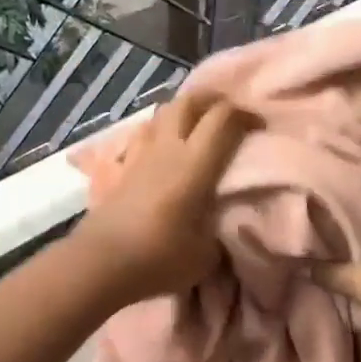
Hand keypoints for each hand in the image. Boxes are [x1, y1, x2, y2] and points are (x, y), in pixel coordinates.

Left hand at [78, 92, 252, 304]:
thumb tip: (223, 222)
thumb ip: (220, 230)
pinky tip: (163, 145)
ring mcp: (141, 152)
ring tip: (197, 125)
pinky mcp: (122, 164)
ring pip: (164, 111)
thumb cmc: (159, 256)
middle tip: (228, 113)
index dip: (245, 115)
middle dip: (213, 100)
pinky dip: (159, 129)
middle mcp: (168, 147)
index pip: (223, 118)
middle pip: (189, 101)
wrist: (101, 261)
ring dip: (184, 110)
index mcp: (195, 163)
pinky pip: (144, 132)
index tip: (259, 127)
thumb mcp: (207, 254)